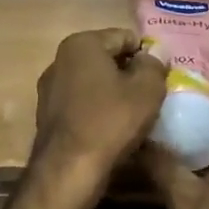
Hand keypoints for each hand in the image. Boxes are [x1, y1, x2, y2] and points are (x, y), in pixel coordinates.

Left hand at [33, 30, 167, 190]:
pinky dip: (98, 110)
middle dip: (129, 73)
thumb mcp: (147, 89)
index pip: (126, 37)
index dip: (148, 56)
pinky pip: (82, 103)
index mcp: (82, 44)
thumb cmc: (111, 121)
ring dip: (114, 92)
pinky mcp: (47, 115)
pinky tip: (111, 129)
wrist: (68, 171)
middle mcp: (60, 59)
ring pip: (94, 82)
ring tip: (133, 115)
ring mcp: (49, 88)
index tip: (161, 78)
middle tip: (151, 96)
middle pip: (107, 59)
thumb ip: (154, 64)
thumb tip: (155, 53)